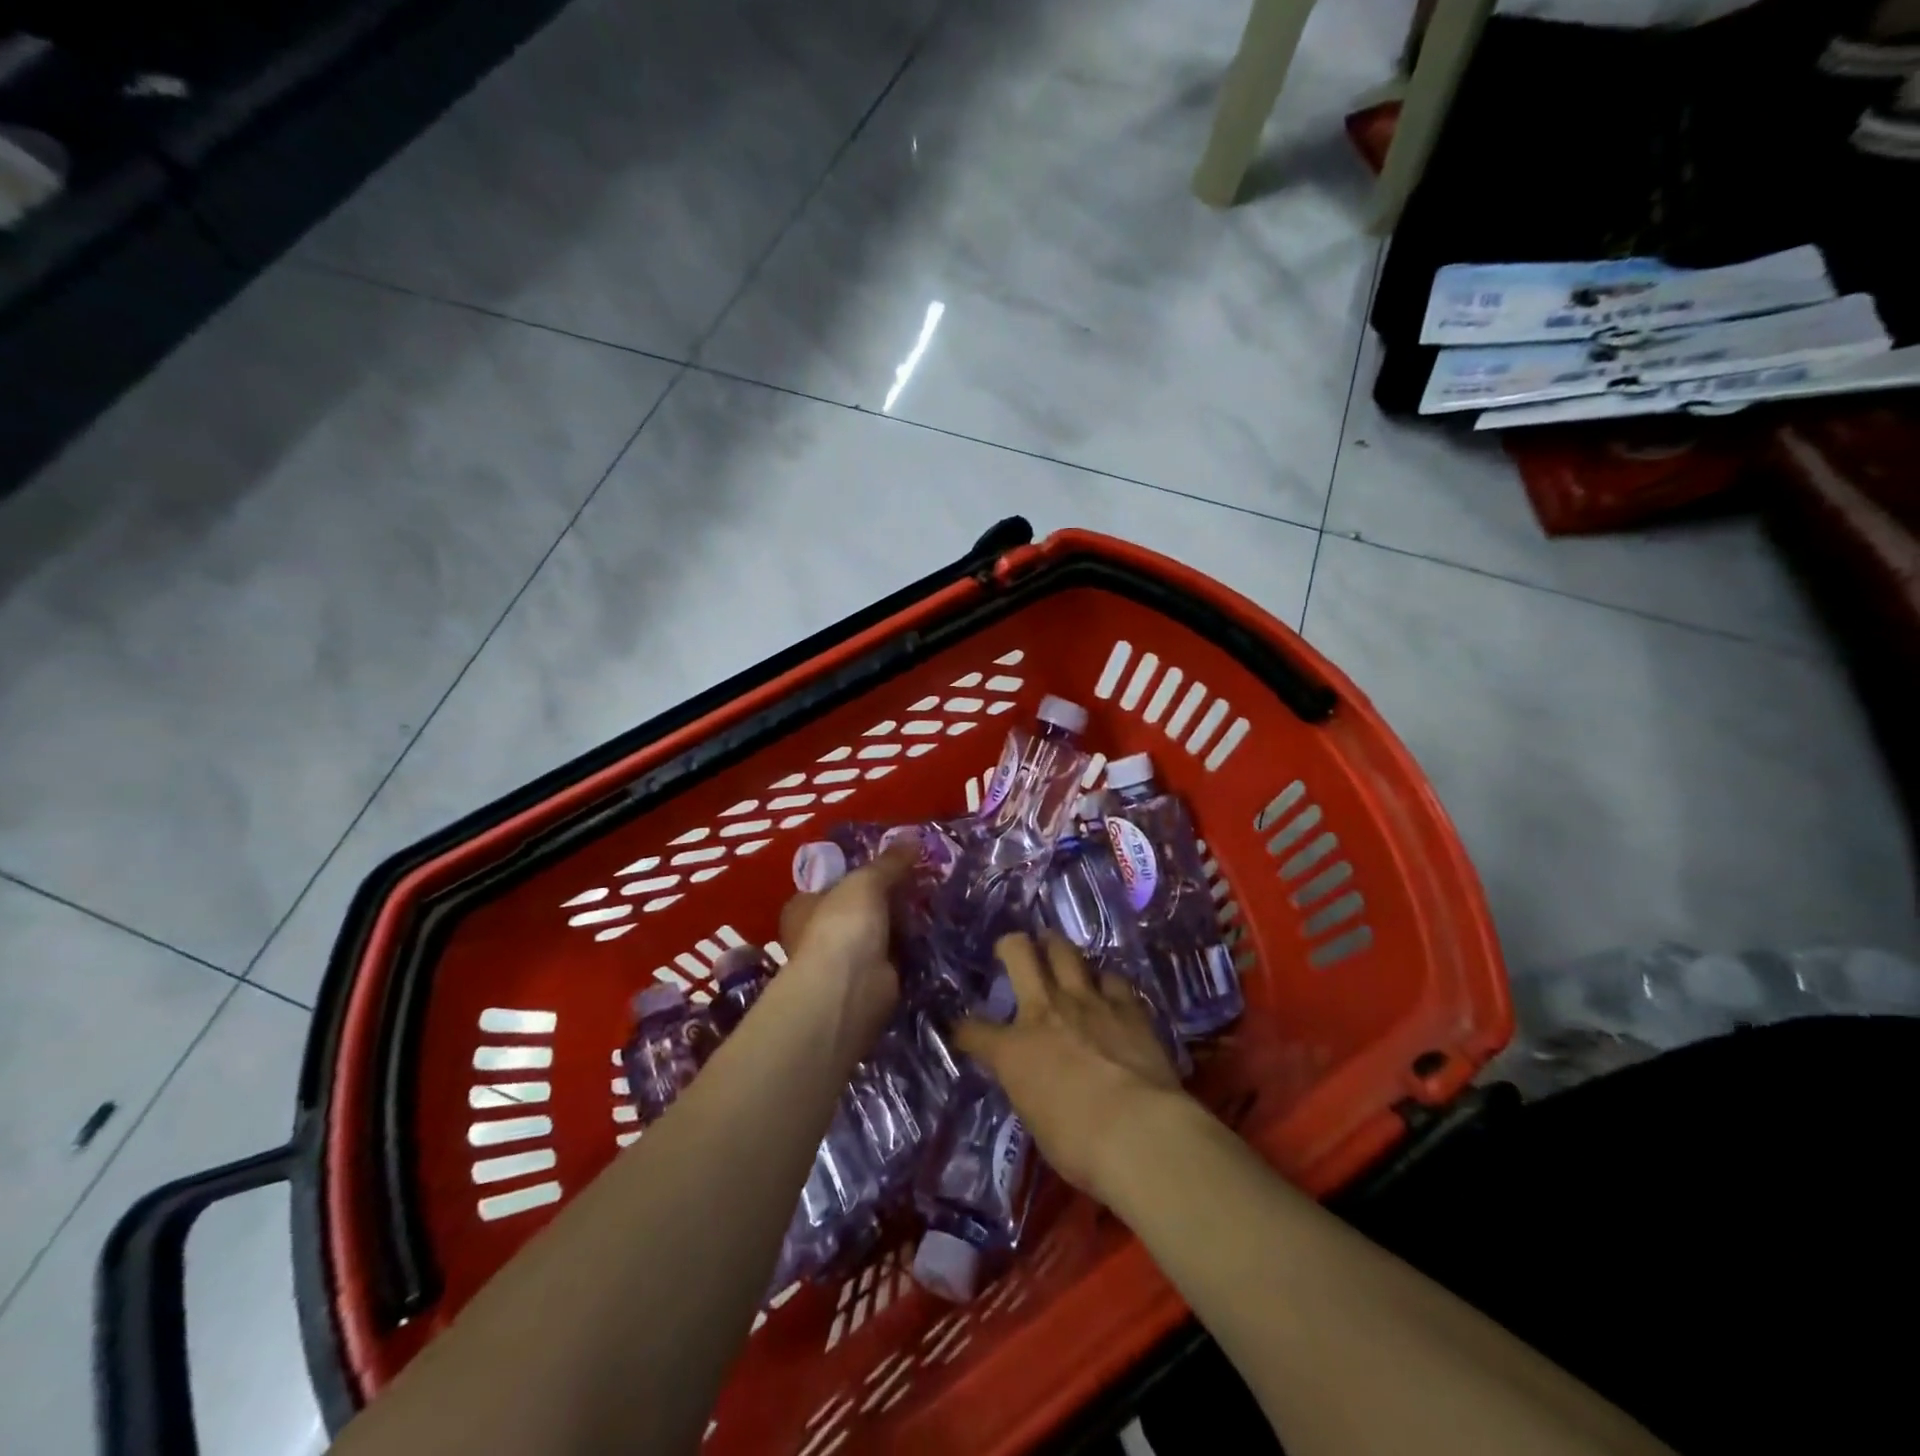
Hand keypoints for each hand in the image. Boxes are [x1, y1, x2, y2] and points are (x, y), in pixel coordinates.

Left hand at [776, 845, 916, 1040]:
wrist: (850, 987)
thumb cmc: (844, 923)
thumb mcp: (867, 880)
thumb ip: (890, 861)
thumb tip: (914, 837)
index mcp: (804, 906)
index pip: (830, 882)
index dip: (857, 872)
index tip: (890, 862)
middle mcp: (818, 933)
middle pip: (857, 908)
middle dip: (886, 897)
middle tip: (919, 879)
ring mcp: (844, 961)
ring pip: (878, 932)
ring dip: (900, 923)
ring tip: (932, 900)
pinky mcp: (870, 981)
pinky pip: (894, 956)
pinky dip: (910, 947)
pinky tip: (933, 931)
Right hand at [955, 932, 1186, 1199]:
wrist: (1139, 1132)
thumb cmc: (1079, 1146)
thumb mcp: (1037, 1122)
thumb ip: (1030, 1090)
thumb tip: (1034, 1083)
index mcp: (1014, 1049)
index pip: (973, 1030)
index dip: (964, 1030)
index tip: (964, 1032)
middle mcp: (1046, 1011)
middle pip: (1019, 953)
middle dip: (1011, 945)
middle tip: (1014, 948)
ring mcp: (1088, 1002)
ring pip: (1065, 952)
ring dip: (1058, 950)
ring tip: (1057, 952)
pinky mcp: (1128, 1007)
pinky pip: (1112, 978)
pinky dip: (1105, 982)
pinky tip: (1107, 990)